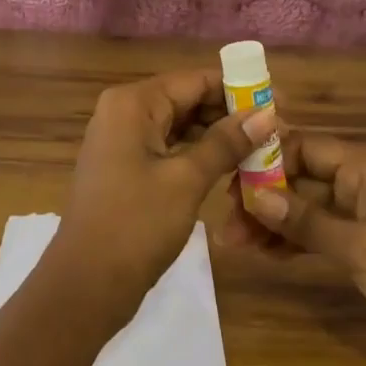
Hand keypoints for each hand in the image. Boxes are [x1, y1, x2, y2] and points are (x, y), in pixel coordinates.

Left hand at [52, 71, 276, 316]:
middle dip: (230, 113)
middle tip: (276, 129)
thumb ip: (226, 143)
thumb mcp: (186, 181)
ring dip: (217, 134)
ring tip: (262, 147)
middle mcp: (124, 111)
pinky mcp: (125, 166)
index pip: (194, 80)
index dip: (238, 89)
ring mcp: (122, 140)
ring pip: (179, 124)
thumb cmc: (136, 225)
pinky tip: (231, 165)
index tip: (280, 102)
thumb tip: (267, 113)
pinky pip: (168, 147)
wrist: (85, 285)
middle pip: (187, 99)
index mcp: (133, 103)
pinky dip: (198, 153)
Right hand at [240, 133, 365, 365]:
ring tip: (235, 243)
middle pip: (304, 179)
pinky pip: (324, 233)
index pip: (305, 148)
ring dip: (275, 223)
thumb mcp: (358, 247)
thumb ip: (305, 220)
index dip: (266, 162)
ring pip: (310, 209)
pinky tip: (265, 254)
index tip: (228, 183)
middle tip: (224, 222)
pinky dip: (296, 242)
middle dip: (264, 198)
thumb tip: (256, 195)